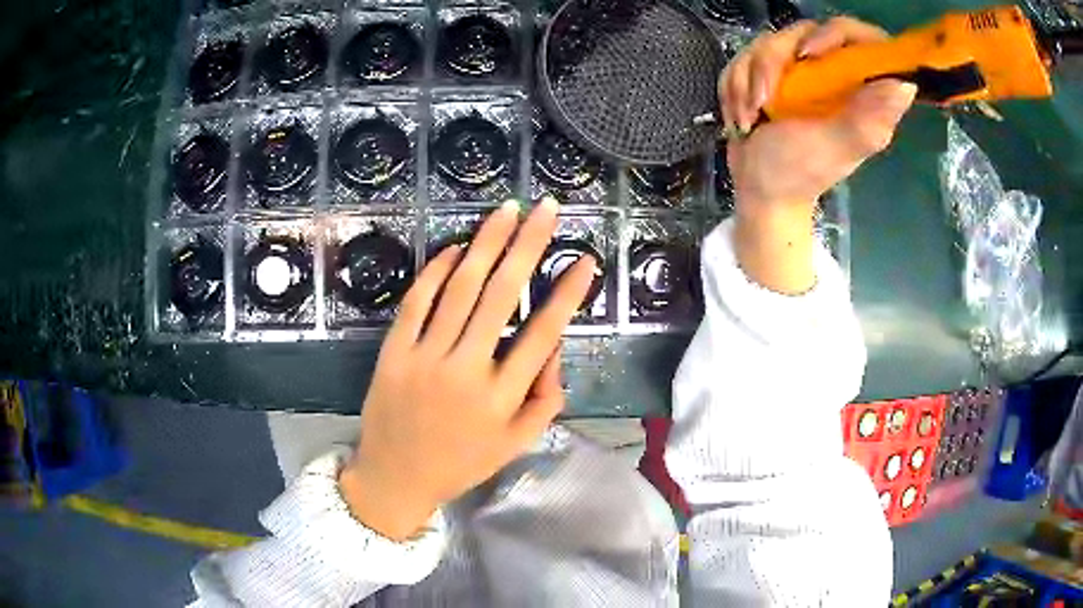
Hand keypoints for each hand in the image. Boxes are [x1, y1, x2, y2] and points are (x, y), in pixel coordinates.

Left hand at [339, 198, 595, 540]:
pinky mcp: (393, 351)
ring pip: (460, 288)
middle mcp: (466, 370)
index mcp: (501, 398)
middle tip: (546, 210)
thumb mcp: (516, 444)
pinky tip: (457, 247)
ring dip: (486, 243)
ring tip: (507, 211)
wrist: (395, 476)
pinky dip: (437, 271)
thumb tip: (555, 346)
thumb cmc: (461, 462)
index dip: (567, 293)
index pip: (543, 333)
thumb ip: (545, 398)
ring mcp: (425, 357)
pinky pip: (417, 302)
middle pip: (502, 295)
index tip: (585, 259)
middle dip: (528, 245)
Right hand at [719, 18, 916, 292]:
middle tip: (764, 99)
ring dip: (748, 80)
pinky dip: (735, 86)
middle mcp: (831, 75)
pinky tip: (741, 116)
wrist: (757, 189)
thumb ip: (867, 118)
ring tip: (750, 117)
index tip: (811, 54)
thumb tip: (907, 85)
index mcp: (858, 91)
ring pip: (768, 43)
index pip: (861, 40)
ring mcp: (799, 73)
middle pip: (803, 32)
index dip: (837, 34)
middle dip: (772, 63)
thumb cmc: (798, 173)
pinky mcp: (770, 75)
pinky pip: (745, 57)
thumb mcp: (835, 147)